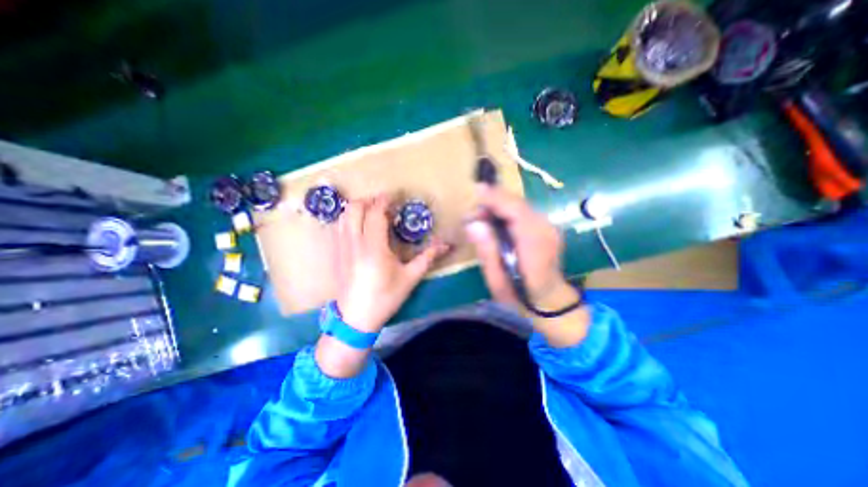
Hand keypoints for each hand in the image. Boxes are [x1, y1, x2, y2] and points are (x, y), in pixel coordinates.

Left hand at [334, 195, 451, 332]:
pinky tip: (358, 225)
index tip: (393, 195)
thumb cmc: (385, 297)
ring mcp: (341, 248)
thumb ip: (427, 257)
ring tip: (371, 211)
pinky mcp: (336, 254)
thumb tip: (446, 245)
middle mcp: (354, 243)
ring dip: (357, 207)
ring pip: (343, 216)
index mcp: (374, 248)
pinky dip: (347, 218)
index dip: (383, 200)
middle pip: (355, 208)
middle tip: (383, 203)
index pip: (375, 214)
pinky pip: (338, 227)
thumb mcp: (410, 278)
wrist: (356, 318)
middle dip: (369, 200)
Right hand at [464, 185, 578, 309]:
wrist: (550, 301)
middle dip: (493, 201)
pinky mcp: (546, 227)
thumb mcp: (497, 280)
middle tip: (472, 212)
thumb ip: (487, 252)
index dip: (495, 198)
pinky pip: (523, 211)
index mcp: (534, 243)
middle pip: (517, 204)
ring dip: (499, 205)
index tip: (476, 190)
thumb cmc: (520, 295)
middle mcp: (545, 229)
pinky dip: (507, 211)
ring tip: (480, 216)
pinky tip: (495, 220)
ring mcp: (549, 226)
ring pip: (520, 205)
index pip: (515, 211)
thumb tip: (474, 224)